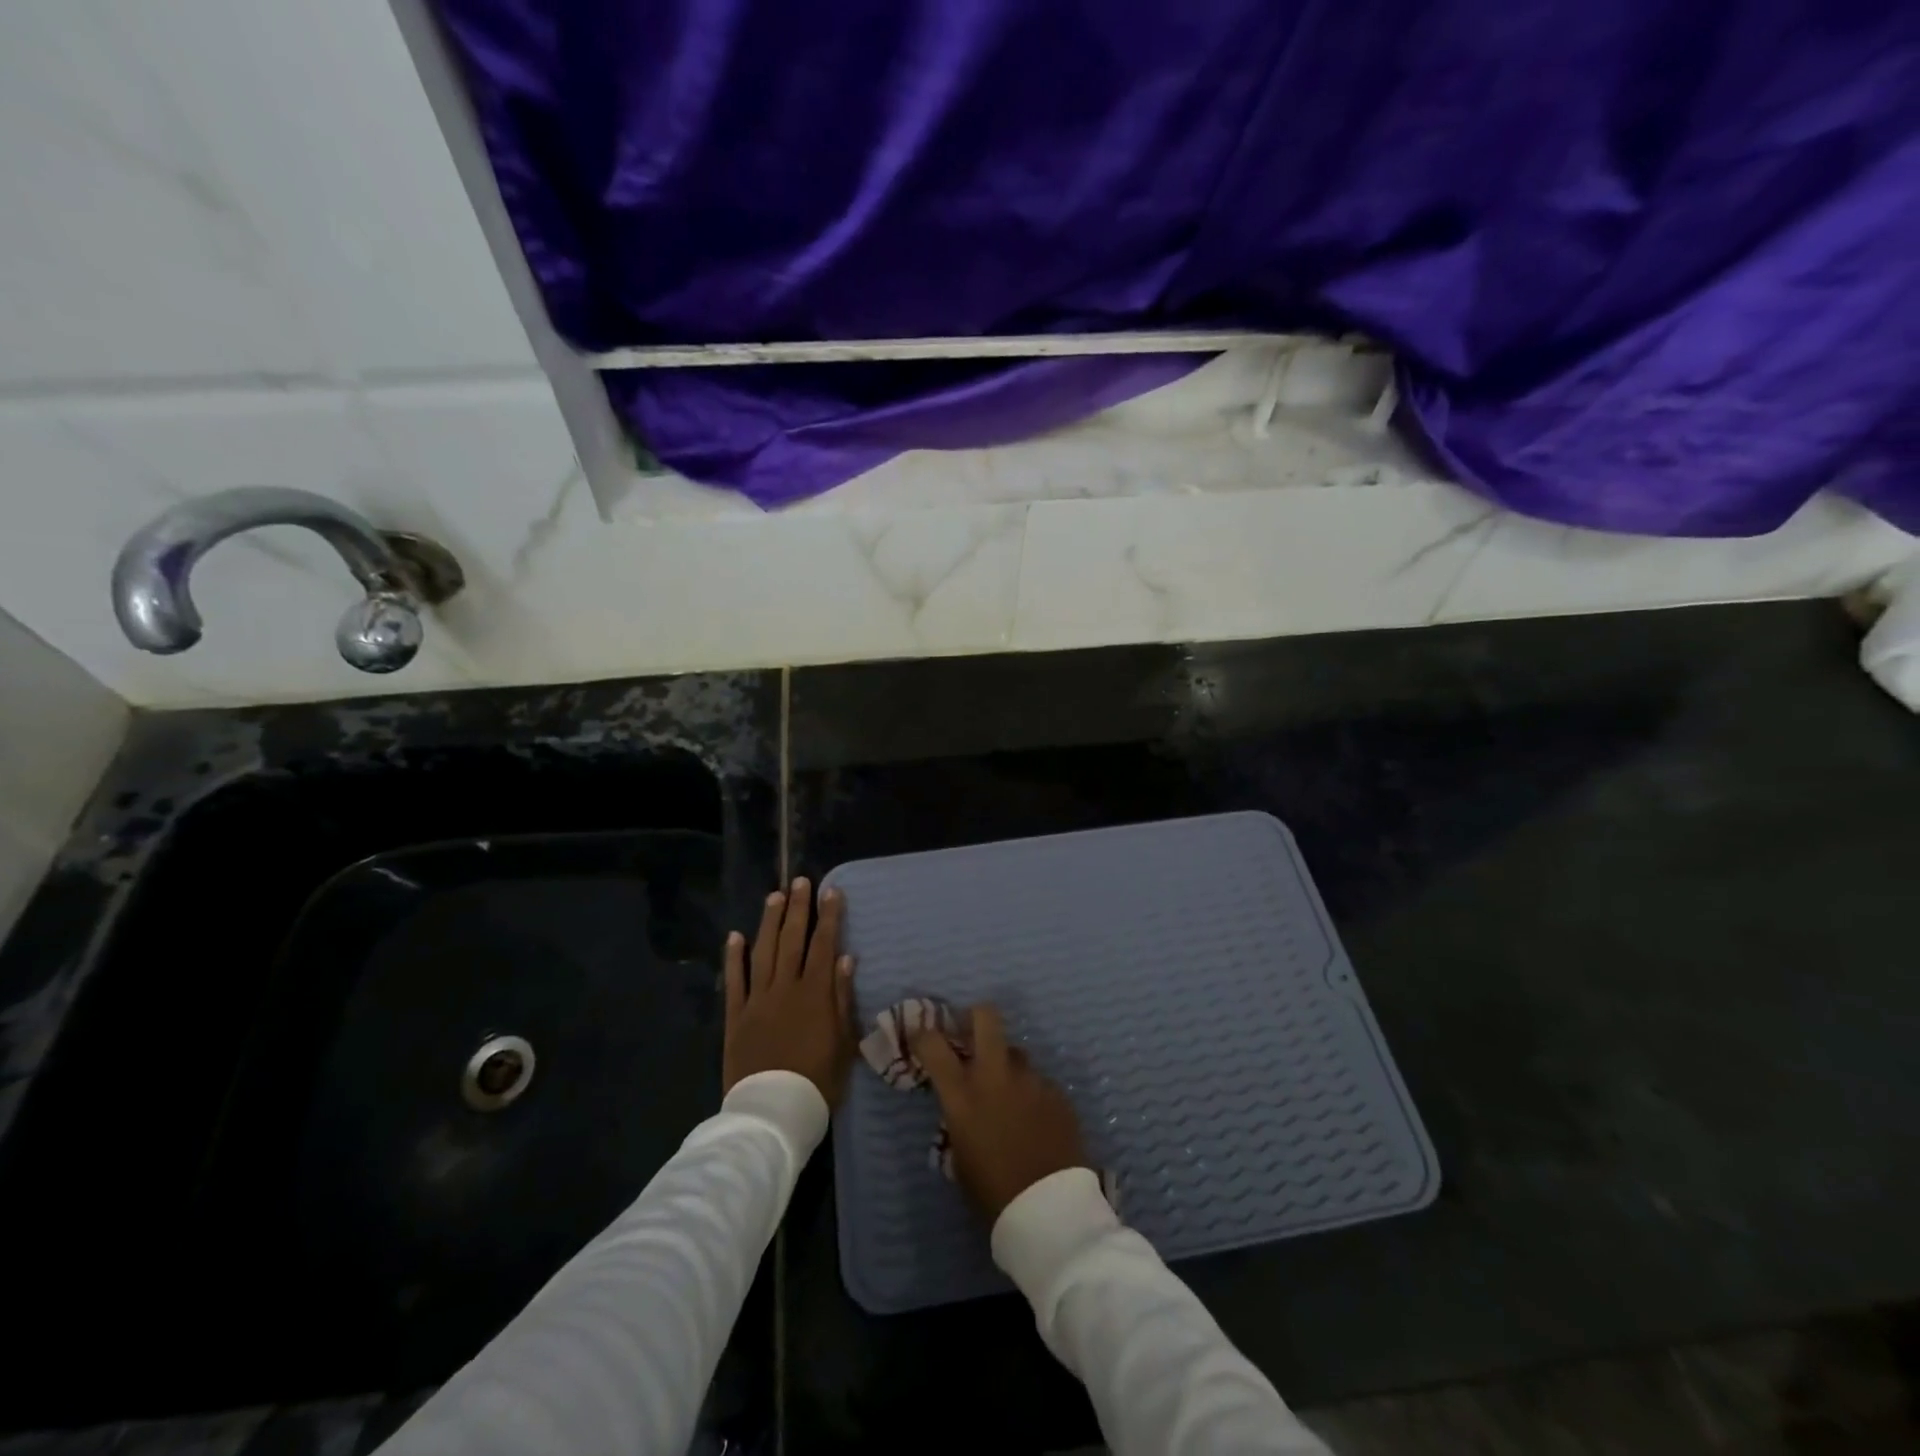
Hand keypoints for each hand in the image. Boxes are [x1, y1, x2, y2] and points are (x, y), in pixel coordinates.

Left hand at [723, 878, 856, 1106]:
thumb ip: (842, 998)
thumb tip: (845, 958)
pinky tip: (735, 936)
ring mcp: (757, 1000)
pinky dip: (734, 957)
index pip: (824, 944)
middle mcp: (785, 987)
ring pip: (763, 951)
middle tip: (800, 881)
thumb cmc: (818, 1080)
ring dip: (769, 922)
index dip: (829, 916)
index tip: (831, 891)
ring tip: (774, 896)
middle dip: (798, 908)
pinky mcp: (736, 1016)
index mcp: (815, 993)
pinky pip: (735, 981)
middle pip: (792, 940)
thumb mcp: (844, 1042)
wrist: (773, 1112)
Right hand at [911, 1005, 1088, 1220]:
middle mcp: (996, 1075)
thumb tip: (964, 1107)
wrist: (1049, 1212)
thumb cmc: (993, 1193)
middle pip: (986, 1017)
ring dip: (1008, 1067)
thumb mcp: (960, 1157)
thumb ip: (959, 1121)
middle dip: (976, 1017)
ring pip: (1016, 1053)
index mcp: (963, 1094)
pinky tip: (1036, 1122)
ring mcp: (1030, 1080)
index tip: (922, 1037)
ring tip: (1011, 1098)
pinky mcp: (1057, 1092)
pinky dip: (1032, 1094)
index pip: (933, 1043)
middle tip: (971, 1034)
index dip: (924, 1035)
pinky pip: (1039, 1082)